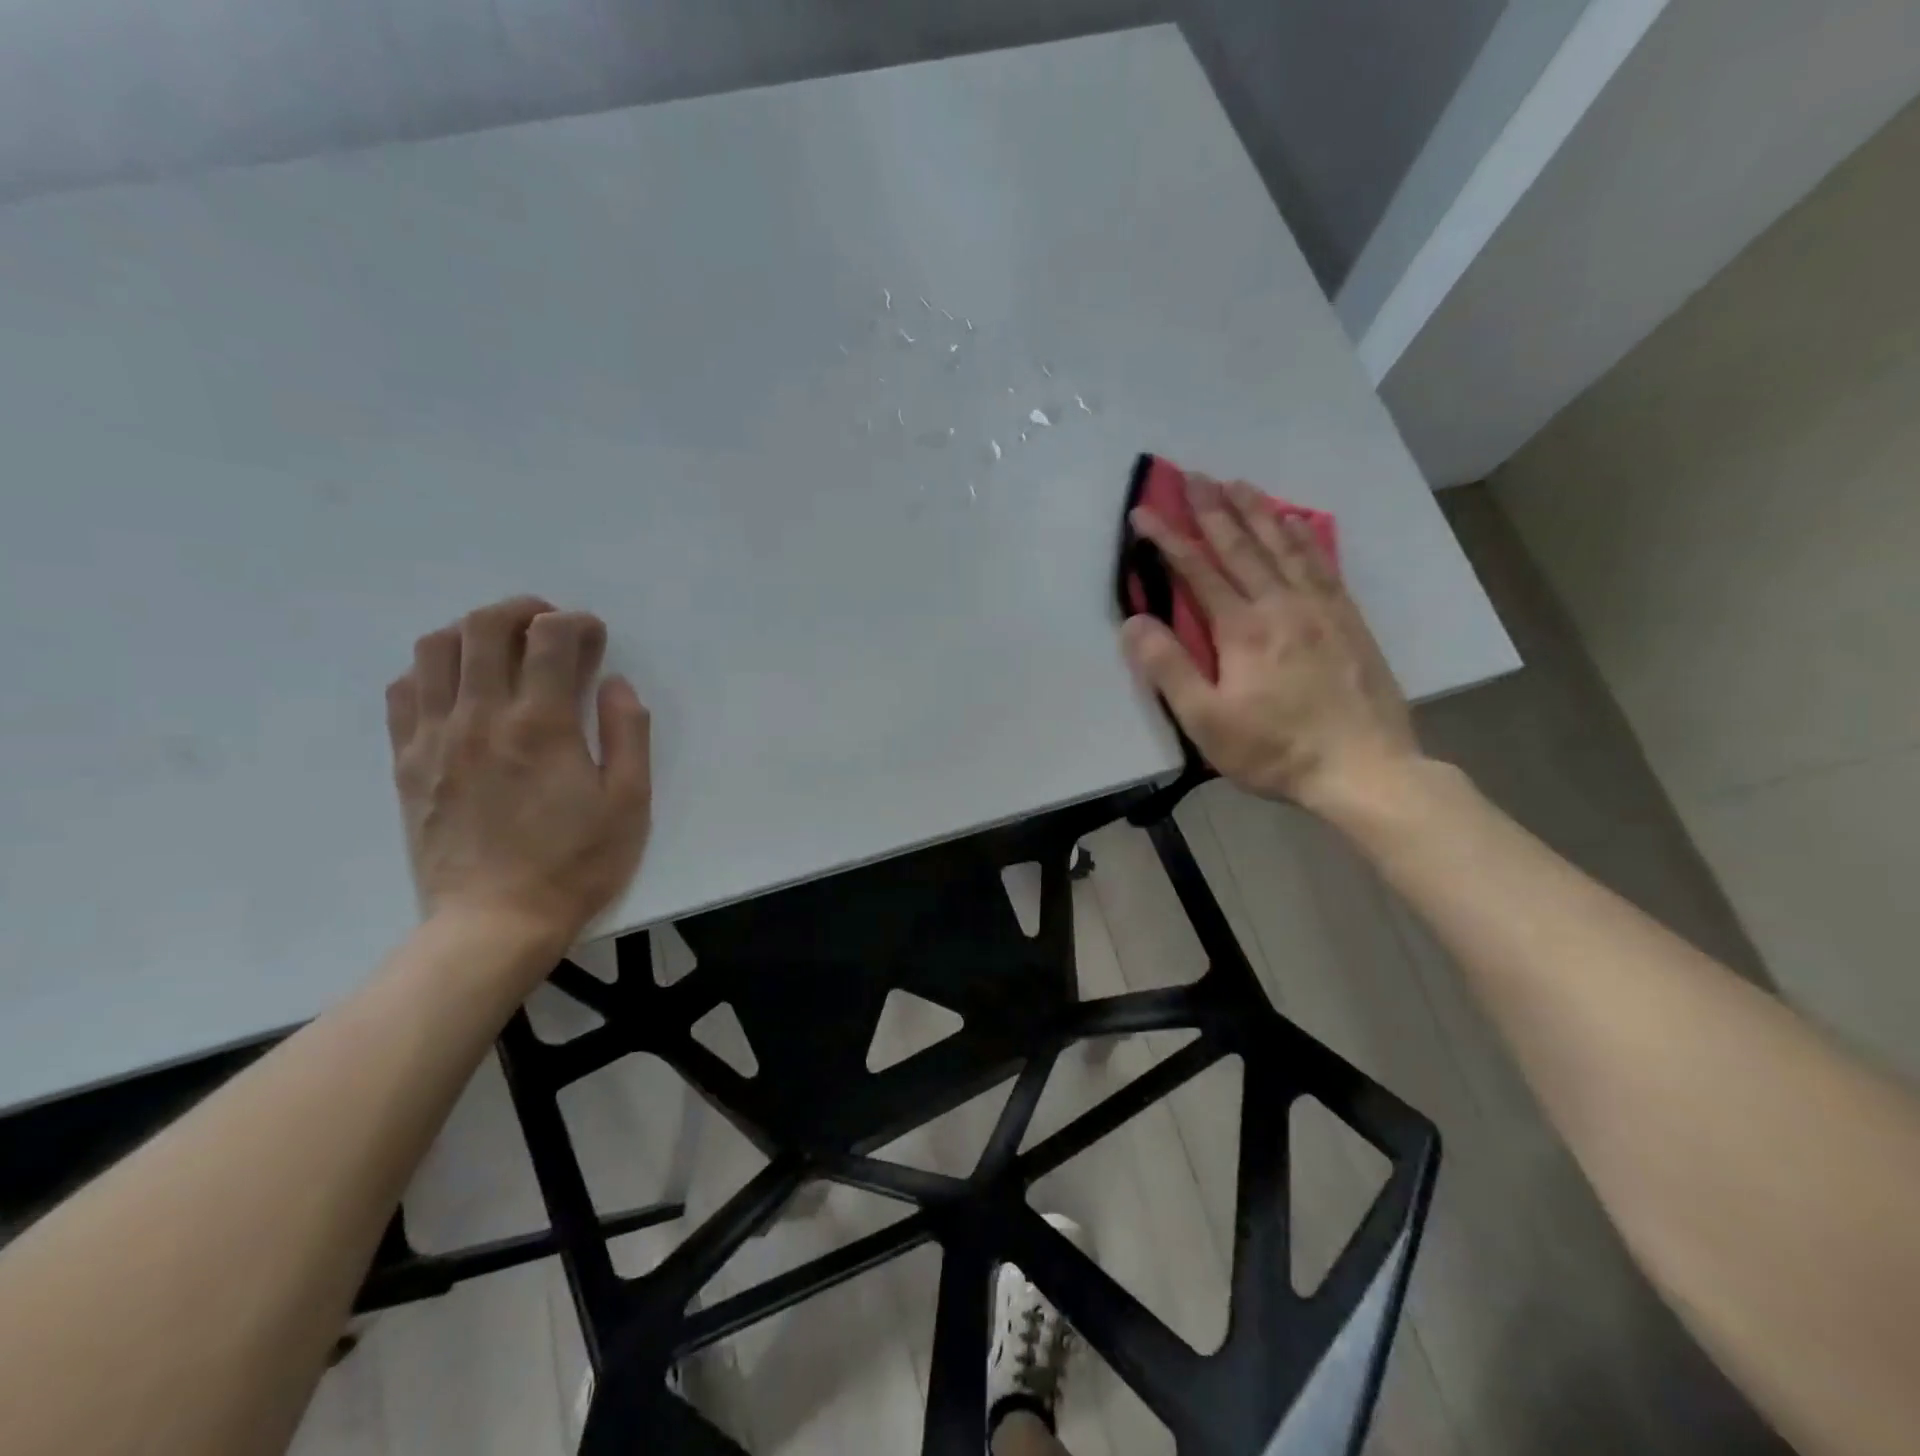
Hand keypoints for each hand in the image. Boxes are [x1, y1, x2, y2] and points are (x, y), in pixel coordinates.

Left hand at [385, 596, 651, 945]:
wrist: (494, 923)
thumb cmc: (576, 864)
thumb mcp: (629, 803)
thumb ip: (628, 734)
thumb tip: (615, 683)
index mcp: (542, 725)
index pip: (551, 638)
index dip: (577, 622)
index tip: (594, 635)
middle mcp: (481, 717)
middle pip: (484, 628)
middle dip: (522, 610)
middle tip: (548, 625)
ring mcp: (435, 738)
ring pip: (435, 649)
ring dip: (472, 631)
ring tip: (501, 647)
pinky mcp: (407, 763)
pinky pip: (404, 692)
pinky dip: (431, 670)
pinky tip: (458, 687)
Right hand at [1120, 475, 1420, 815]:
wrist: (1364, 768)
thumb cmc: (1275, 750)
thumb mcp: (1206, 721)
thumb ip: (1169, 668)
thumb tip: (1135, 622)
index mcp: (1243, 629)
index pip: (1197, 571)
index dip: (1167, 539)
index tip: (1144, 511)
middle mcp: (1281, 604)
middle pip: (1242, 546)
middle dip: (1213, 509)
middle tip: (1193, 475)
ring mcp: (1320, 608)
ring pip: (1283, 546)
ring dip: (1257, 511)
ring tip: (1237, 483)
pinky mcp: (1347, 619)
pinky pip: (1321, 563)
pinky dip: (1303, 536)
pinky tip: (1295, 521)